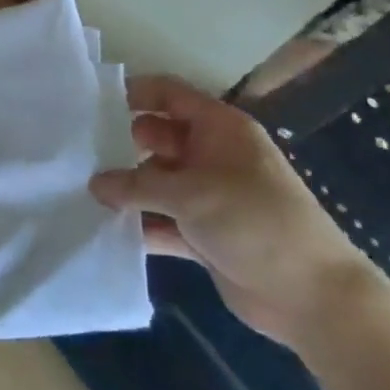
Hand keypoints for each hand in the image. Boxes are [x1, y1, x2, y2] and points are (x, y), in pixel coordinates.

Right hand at [88, 74, 372, 346]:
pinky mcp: (203, 233)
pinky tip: (103, 228)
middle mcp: (212, 155)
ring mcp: (208, 196)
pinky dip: (139, 223)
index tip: (91, 105)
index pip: (170, 94)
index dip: (134, 93)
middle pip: (157, 137)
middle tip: (79, 154)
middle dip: (122, 144)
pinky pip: (161, 220)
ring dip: (127, 189)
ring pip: (156, 181)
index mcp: (220, 129)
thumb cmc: (255, 222)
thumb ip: (136, 185)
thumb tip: (94, 183)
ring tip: (81, 190)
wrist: (311, 296)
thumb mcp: (191, 194)